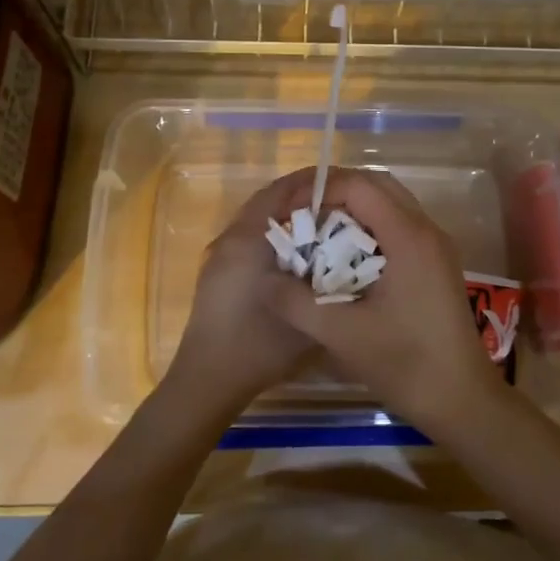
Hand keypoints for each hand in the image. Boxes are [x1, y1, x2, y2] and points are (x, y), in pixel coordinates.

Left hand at [162, 169, 319, 414]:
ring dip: (288, 216)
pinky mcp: (218, 272)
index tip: (343, 181)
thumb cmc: (258, 345)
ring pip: (259, 220)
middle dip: (303, 197)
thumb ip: (331, 281)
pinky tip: (301, 254)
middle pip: (268, 201)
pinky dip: (276, 235)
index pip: (279, 191)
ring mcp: (220, 256)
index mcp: (248, 239)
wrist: (208, 379)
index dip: (310, 181)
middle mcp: (230, 238)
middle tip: (340, 202)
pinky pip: (252, 239)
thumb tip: (351, 256)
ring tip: (326, 224)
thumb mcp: (308, 313)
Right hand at [265, 166, 499, 425]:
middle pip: (376, 185)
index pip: (359, 186)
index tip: (288, 211)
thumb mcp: (341, 334)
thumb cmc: (405, 363)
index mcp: (408, 236)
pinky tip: (343, 257)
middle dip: (334, 192)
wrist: (462, 400)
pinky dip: (368, 228)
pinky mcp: (436, 264)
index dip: (319, 189)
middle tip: (299, 214)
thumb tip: (264, 279)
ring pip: (389, 204)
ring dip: (352, 209)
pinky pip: (398, 226)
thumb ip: (296, 302)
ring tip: (315, 231)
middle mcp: (426, 230)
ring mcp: (435, 246)